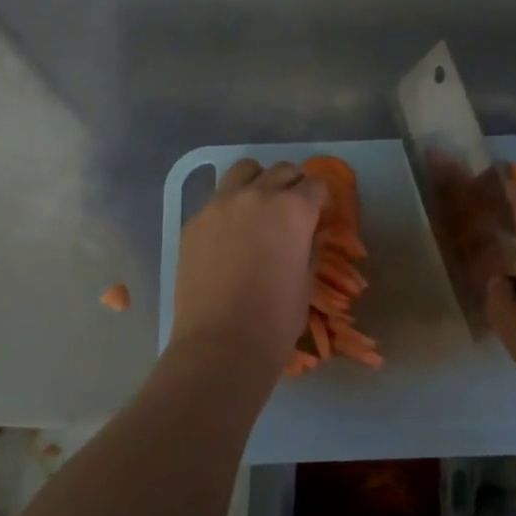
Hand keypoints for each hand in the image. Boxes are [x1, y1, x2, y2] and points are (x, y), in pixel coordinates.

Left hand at [169, 159, 326, 381]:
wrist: (221, 344)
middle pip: (282, 170)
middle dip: (292, 185)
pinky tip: (230, 234)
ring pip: (245, 170)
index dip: (321, 200)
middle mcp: (258, 195)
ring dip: (258, 182)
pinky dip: (230, 206)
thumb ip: (312, 247)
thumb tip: (313, 232)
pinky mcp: (194, 221)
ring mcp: (221, 204)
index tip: (319, 215)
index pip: (316, 185)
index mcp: (294, 210)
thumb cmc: (276, 320)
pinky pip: (217, 198)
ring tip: (259, 208)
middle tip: (292, 211)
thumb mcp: (306, 282)